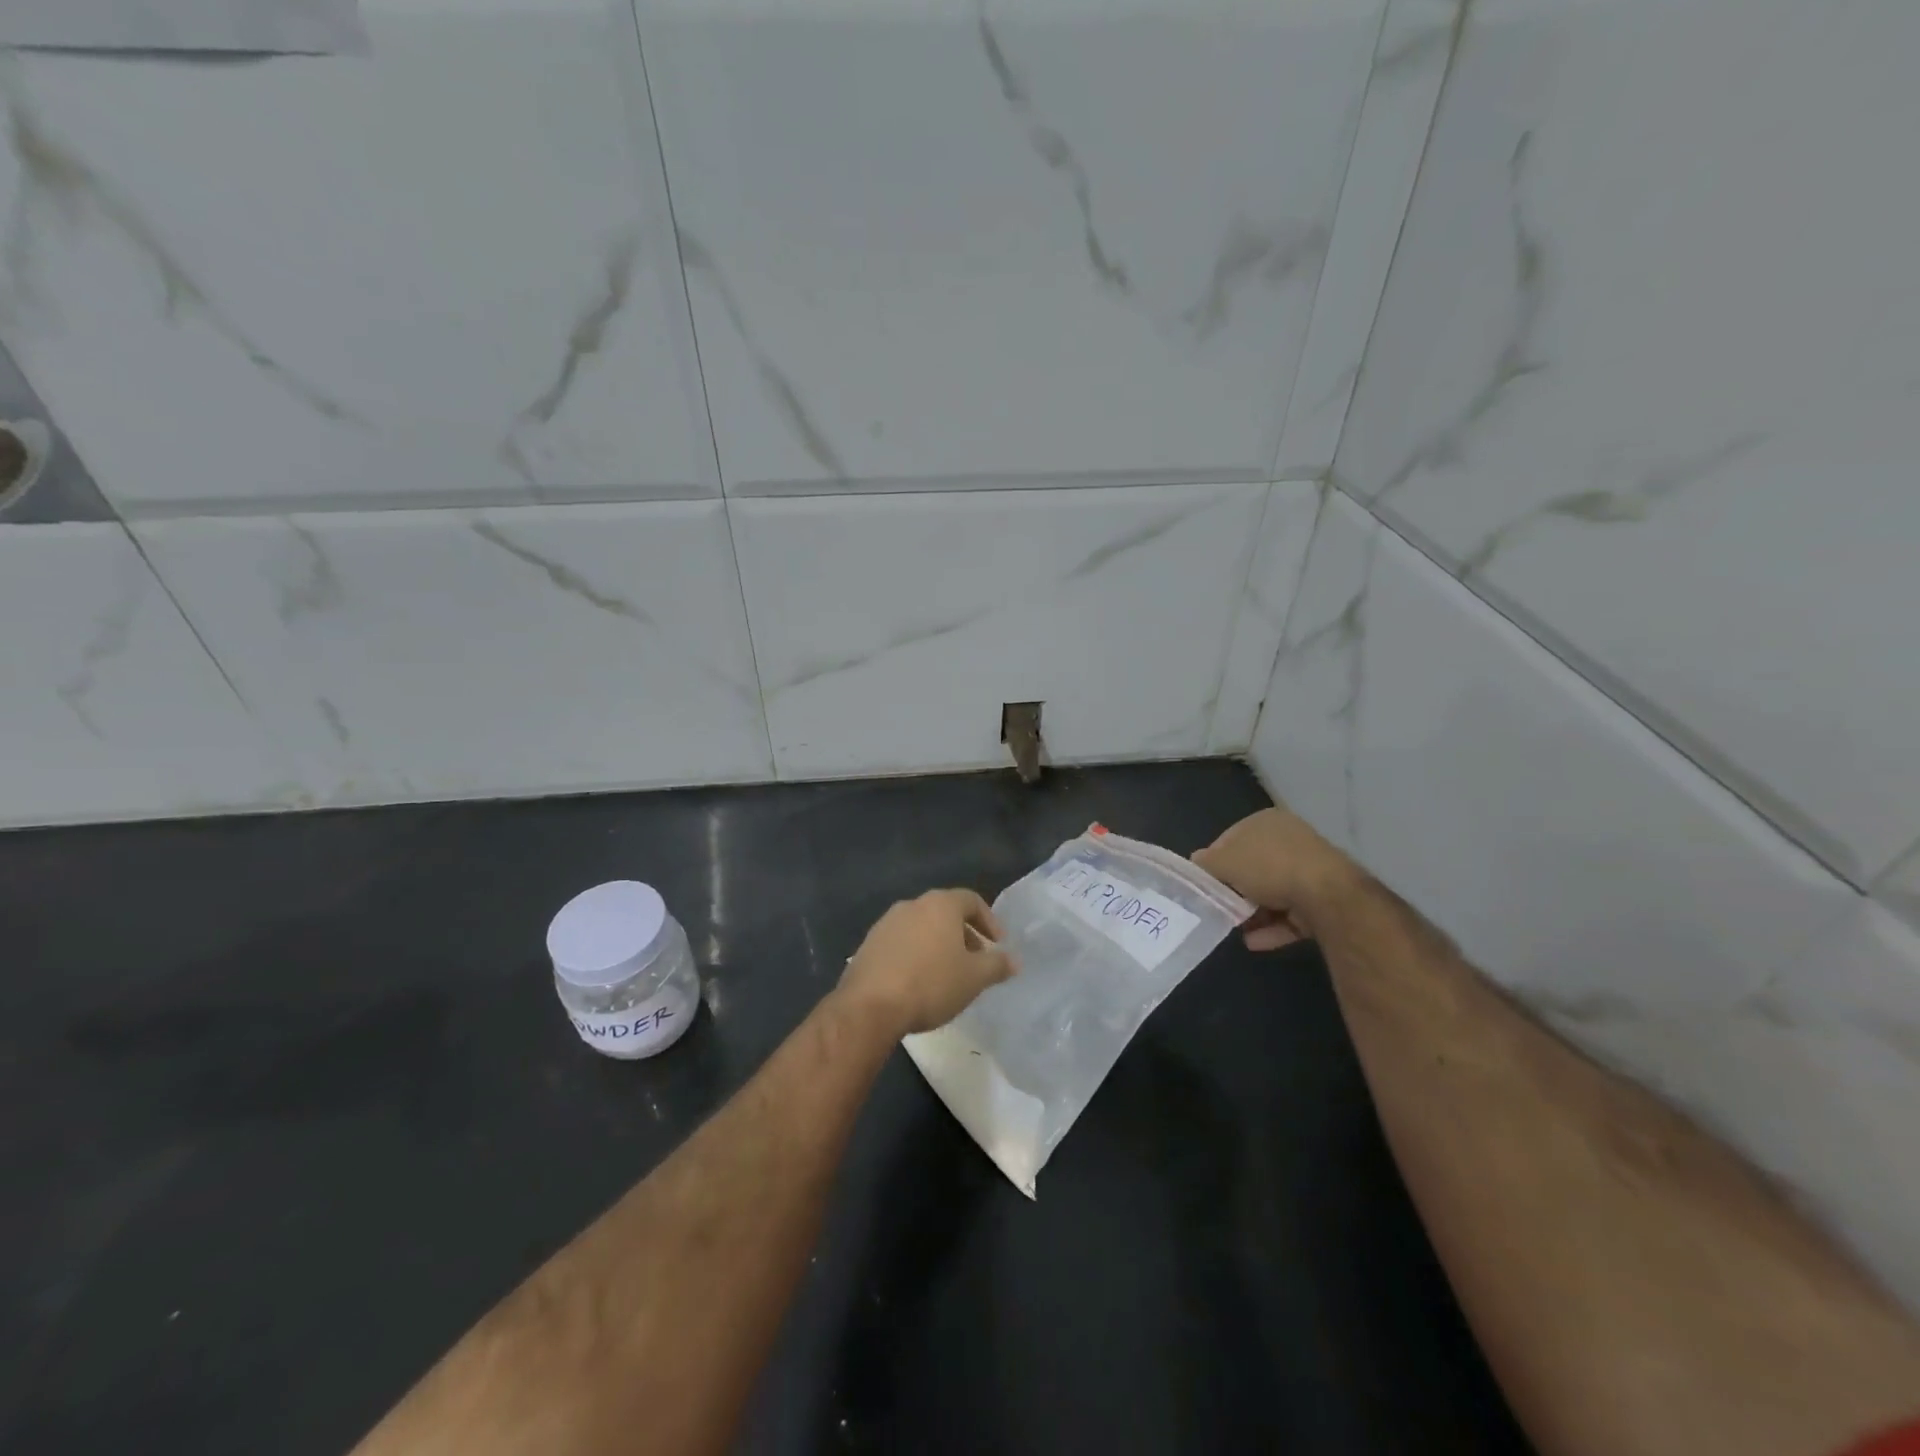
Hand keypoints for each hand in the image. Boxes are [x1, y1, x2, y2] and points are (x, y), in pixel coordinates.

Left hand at [837, 889, 1017, 1037]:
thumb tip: (1015, 960)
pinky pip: (901, 943)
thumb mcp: (974, 978)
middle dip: (964, 934)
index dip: (989, 920)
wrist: (870, 1006)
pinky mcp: (868, 944)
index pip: (971, 900)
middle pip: (945, 912)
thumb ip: (997, 965)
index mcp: (940, 904)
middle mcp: (912, 905)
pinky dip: (915, 955)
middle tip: (975, 961)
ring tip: (947, 974)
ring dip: (938, 945)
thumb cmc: (931, 984)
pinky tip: (918, 982)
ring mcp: (886, 923)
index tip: (998, 944)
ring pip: (921, 927)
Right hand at [1193, 806, 1356, 949]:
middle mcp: (1289, 840)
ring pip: (1272, 893)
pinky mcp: (1323, 900)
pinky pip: (1290, 914)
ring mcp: (1309, 871)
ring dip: (1253, 913)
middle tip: (1219, 907)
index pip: (1230, 839)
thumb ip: (1206, 863)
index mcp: (1266, 822)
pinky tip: (1254, 943)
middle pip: (1252, 868)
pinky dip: (1272, 928)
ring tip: (1236, 928)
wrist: (1326, 895)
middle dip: (1235, 890)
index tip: (1205, 883)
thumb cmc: (1268, 867)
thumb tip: (1196, 862)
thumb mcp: (1224, 862)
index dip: (1215, 861)